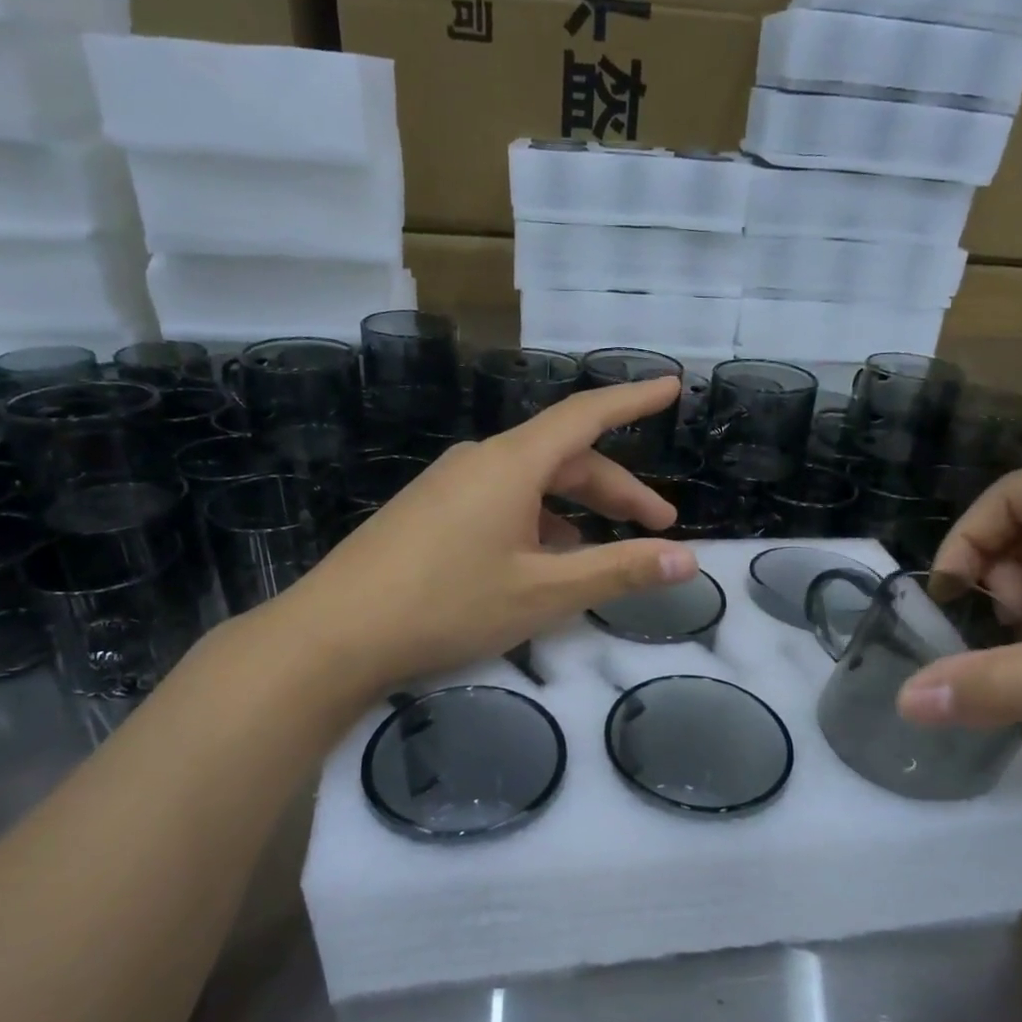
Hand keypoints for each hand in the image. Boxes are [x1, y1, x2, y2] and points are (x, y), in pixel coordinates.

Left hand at [274, 378, 697, 693]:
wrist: (334, 634)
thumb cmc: (448, 605)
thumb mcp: (544, 592)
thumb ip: (619, 571)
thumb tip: (687, 560)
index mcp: (512, 464)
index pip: (586, 415)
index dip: (633, 399)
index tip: (671, 387)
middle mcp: (481, 461)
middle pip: (564, 457)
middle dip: (616, 489)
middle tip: (658, 526)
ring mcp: (449, 485)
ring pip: (531, 482)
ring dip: (575, 509)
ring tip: (602, 552)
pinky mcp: (429, 511)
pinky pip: (500, 501)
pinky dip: (536, 521)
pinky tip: (541, 560)